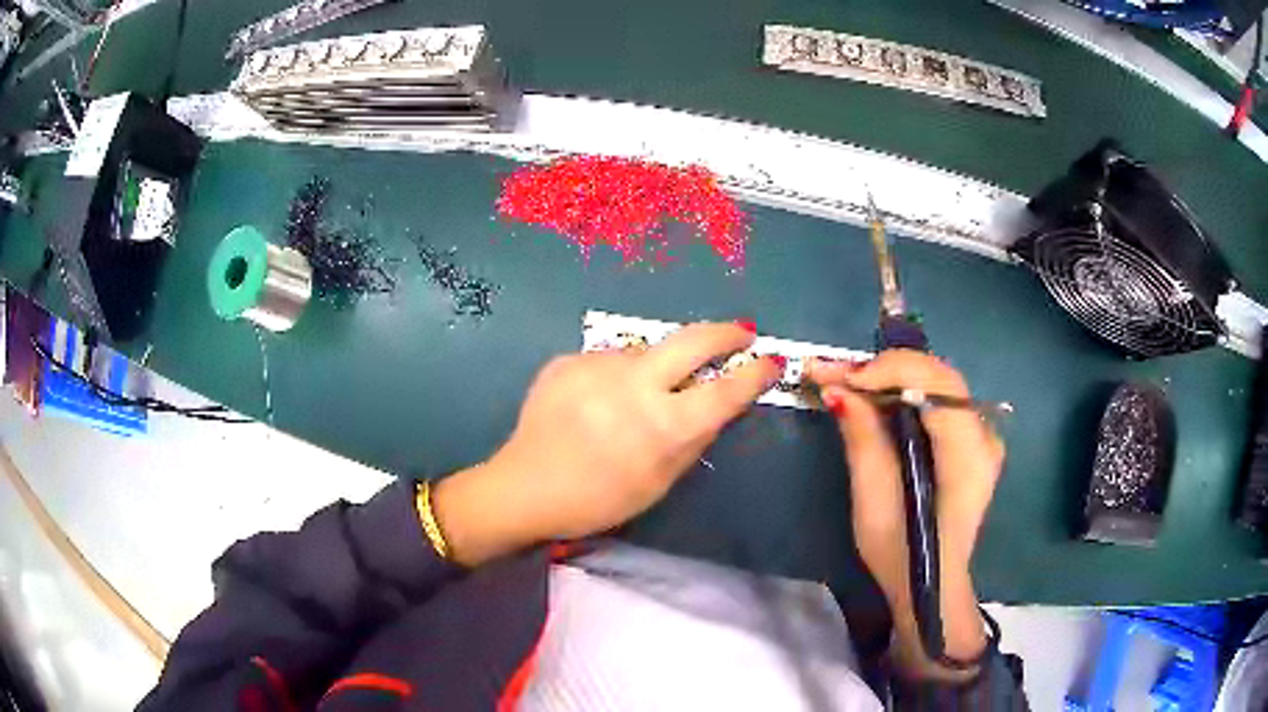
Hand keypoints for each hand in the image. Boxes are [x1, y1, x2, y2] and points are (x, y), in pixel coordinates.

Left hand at [434, 322, 780, 565]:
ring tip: (638, 396)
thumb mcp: (659, 482)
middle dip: (725, 332)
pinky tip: (598, 402)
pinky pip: (609, 361)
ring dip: (657, 366)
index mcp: (663, 426)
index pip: (725, 391)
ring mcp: (597, 365)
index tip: (770, 361)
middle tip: (741, 333)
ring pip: (645, 352)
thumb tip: (716, 405)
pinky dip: (617, 376)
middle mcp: (635, 384)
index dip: (755, 374)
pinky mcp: (568, 359)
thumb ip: (693, 439)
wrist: (525, 487)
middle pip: (693, 340)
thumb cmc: (599, 499)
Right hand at [808, 350, 1004, 677]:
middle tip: (833, 374)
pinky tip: (873, 396)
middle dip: (884, 369)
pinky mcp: (971, 440)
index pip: (940, 387)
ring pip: (936, 382)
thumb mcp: (874, 505)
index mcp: (969, 459)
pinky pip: (937, 398)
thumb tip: (838, 389)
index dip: (892, 371)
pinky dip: (903, 390)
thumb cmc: (902, 557)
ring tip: (844, 381)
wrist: (931, 586)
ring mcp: (982, 436)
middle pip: (939, 377)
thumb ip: (864, 442)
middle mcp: (985, 438)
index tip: (842, 379)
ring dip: (890, 376)